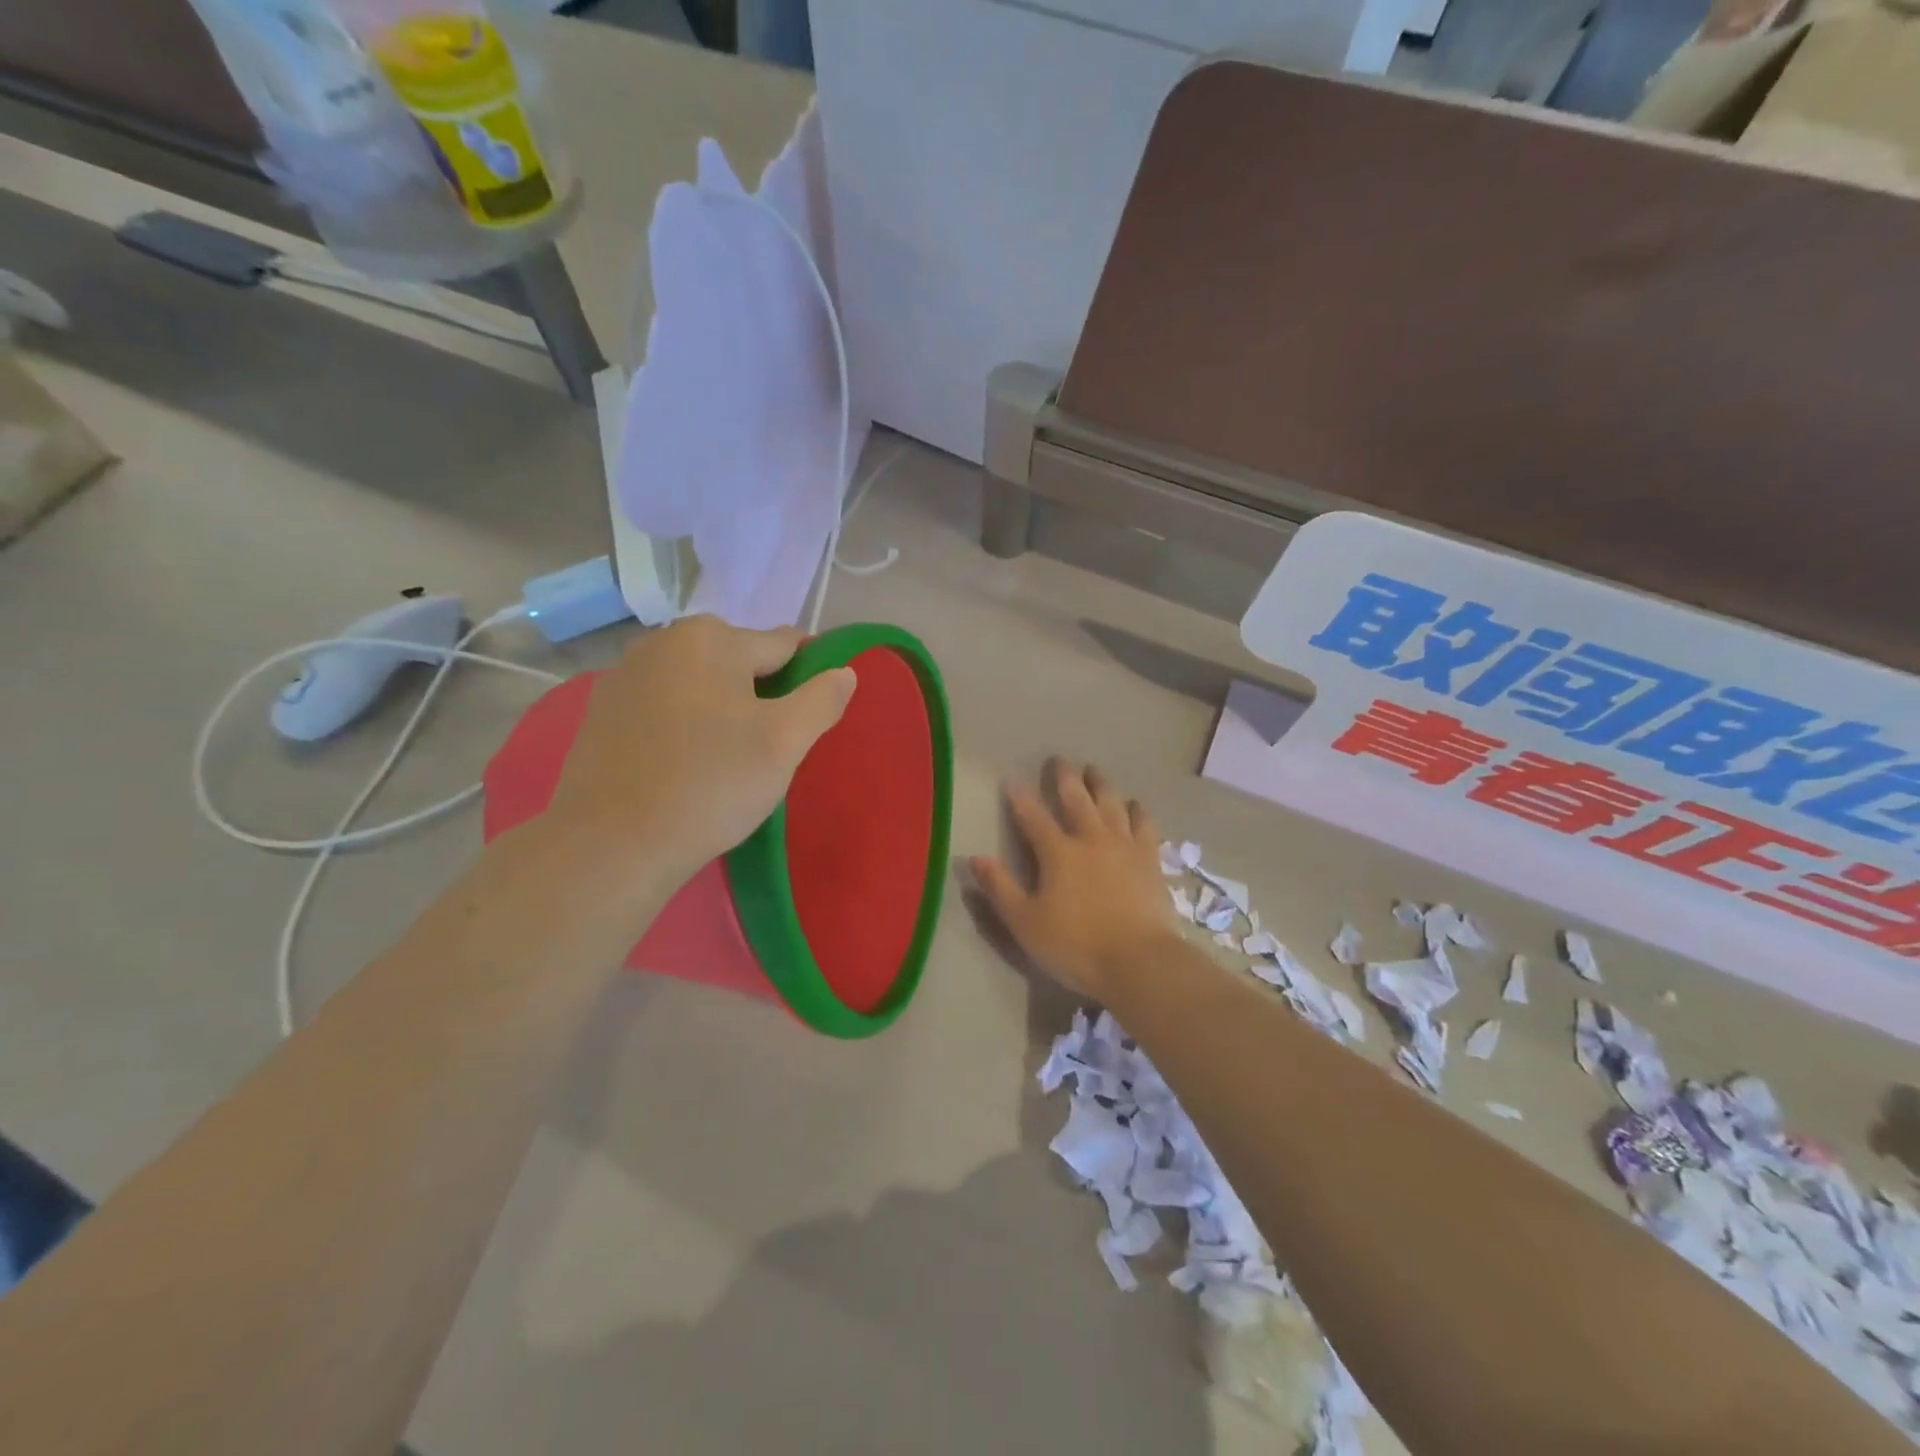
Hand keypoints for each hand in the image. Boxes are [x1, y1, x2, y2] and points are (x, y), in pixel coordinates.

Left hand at [540, 615, 855, 893]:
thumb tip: (843, 672)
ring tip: (723, 761)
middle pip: (738, 660)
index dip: (806, 679)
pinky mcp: (602, 710)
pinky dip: (682, 724)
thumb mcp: (785, 742)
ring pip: (699, 683)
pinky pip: (663, 705)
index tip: (806, 720)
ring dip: (720, 709)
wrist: (612, 844)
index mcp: (711, 637)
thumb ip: (822, 699)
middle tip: (765, 750)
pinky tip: (682, 765)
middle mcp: (663, 640)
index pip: (784, 645)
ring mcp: (625, 674)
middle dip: (760, 694)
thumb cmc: (710, 784)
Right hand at [971, 759, 1179, 1001]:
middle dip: (1064, 778)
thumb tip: (974, 858)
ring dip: (1101, 784)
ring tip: (1094, 771)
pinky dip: (1138, 811)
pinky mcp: (1150, 860)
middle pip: (1076, 799)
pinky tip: (1136, 804)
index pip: (1033, 816)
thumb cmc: (1075, 946)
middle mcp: (1091, 839)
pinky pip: (1145, 825)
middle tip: (1059, 760)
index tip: (1012, 779)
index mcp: (1057, 852)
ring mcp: (1125, 846)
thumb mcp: (1025, 923)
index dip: (1020, 797)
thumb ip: (1000, 888)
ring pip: (1112, 804)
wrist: (1139, 962)